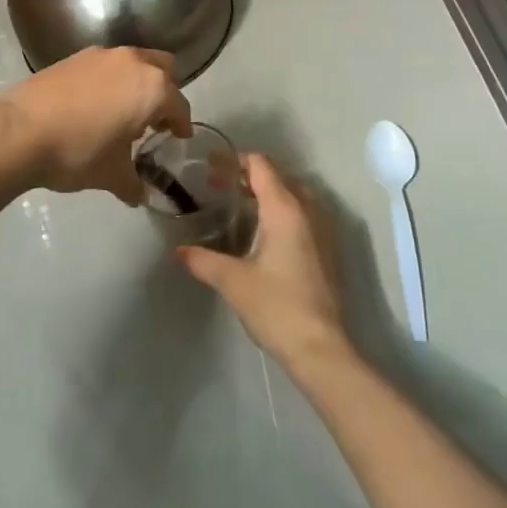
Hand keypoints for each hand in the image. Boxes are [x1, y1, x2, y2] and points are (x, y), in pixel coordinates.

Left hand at [0, 46, 191, 204]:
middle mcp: (132, 62)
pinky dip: (108, 81)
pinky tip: (93, 107)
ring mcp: (101, 55)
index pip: (179, 105)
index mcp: (152, 88)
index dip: (182, 124)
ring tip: (121, 114)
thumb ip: (133, 184)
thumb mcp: (112, 175)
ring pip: (133, 62)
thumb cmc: (78, 152)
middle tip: (154, 120)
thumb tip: (139, 195)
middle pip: (163, 69)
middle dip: (164, 92)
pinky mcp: (73, 57)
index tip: (179, 136)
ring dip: (135, 83)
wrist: (18, 131)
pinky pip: (104, 66)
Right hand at [176, 154, 354, 371]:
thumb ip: (203, 260)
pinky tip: (264, 234)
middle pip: (279, 176)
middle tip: (220, 188)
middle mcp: (308, 210)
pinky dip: (283, 211)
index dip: (235, 160)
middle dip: (250, 176)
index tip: (211, 167)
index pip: (261, 165)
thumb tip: (179, 251)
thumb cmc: (276, 306)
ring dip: (268, 194)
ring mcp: (323, 229)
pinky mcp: (327, 249)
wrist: (320, 347)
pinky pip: (304, 214)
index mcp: (285, 208)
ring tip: (240, 208)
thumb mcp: (232, 281)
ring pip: (295, 195)